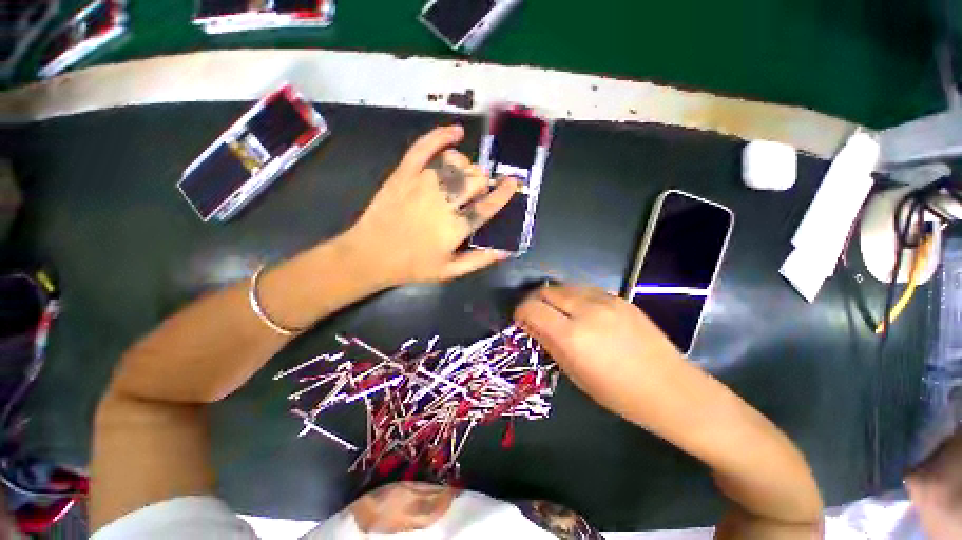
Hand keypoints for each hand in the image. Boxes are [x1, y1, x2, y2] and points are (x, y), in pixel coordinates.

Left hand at [347, 125, 518, 285]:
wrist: (370, 254)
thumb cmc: (412, 266)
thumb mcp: (449, 272)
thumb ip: (479, 260)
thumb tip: (505, 249)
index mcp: (455, 228)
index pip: (487, 205)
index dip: (503, 193)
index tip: (512, 183)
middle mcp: (442, 202)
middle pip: (475, 179)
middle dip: (482, 182)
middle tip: (477, 191)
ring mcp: (422, 184)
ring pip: (456, 162)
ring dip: (466, 167)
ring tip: (461, 177)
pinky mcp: (404, 173)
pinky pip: (425, 146)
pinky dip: (442, 135)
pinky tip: (456, 132)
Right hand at [514, 283, 685, 410]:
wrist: (669, 388)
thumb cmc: (617, 392)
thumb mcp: (574, 373)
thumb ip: (548, 343)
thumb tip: (530, 325)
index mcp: (572, 335)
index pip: (532, 308)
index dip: (521, 311)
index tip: (520, 320)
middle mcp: (586, 310)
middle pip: (546, 290)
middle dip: (535, 300)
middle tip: (536, 314)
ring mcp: (605, 300)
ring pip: (565, 286)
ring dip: (554, 297)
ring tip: (557, 312)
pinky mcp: (619, 298)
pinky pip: (585, 289)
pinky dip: (574, 296)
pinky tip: (580, 311)